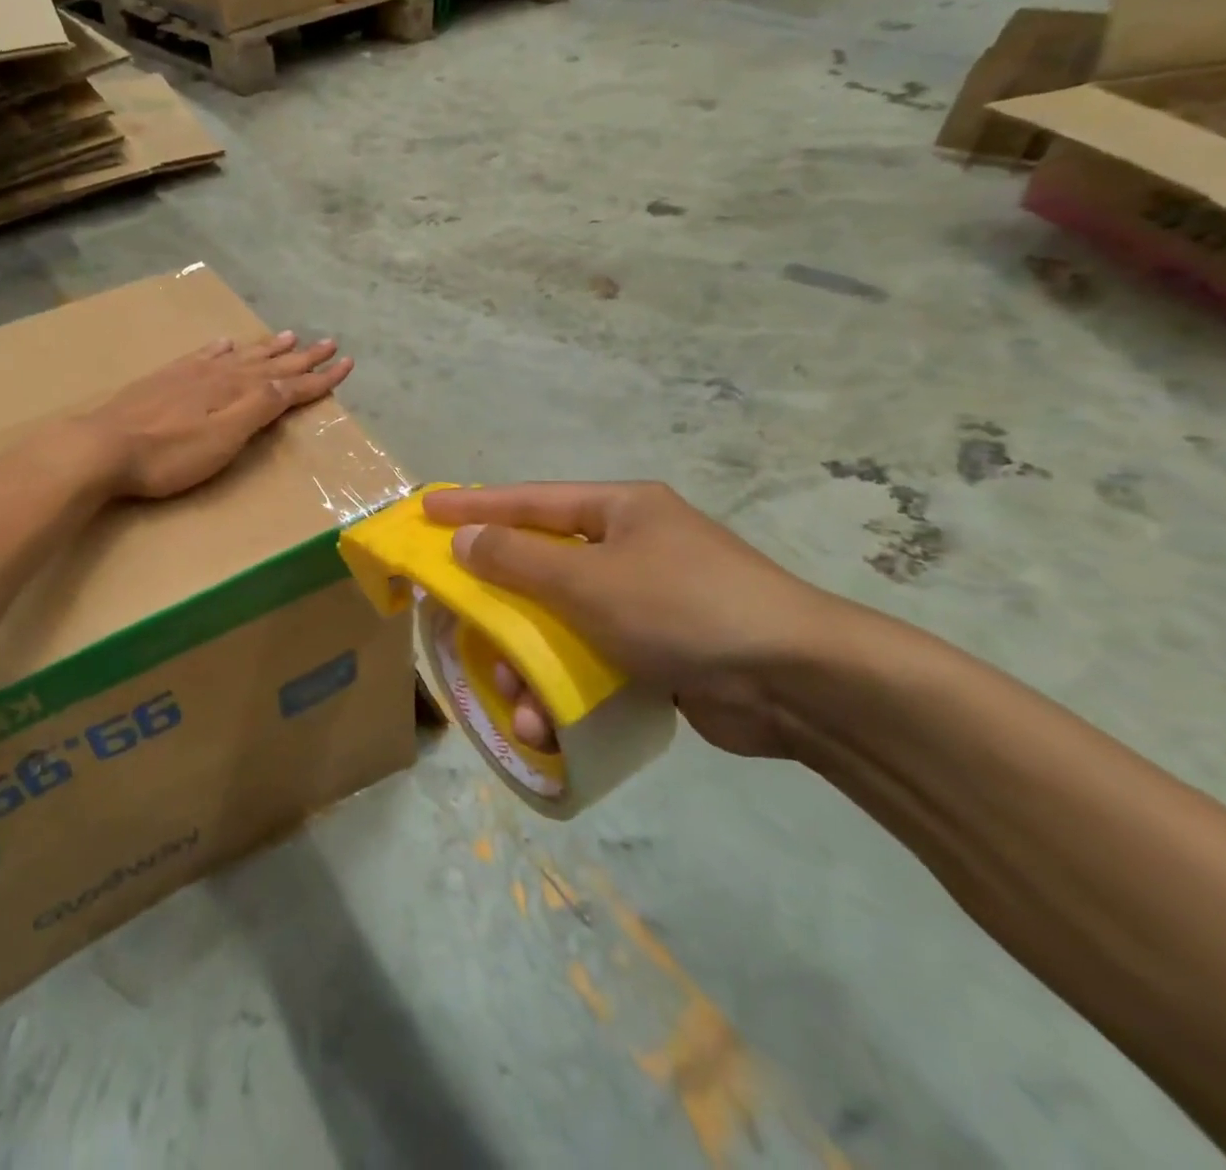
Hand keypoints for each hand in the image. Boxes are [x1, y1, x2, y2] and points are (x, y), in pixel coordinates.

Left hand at [81, 332, 352, 499]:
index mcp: (238, 392)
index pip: (289, 383)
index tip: (347, 363)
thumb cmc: (169, 454)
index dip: (319, 376)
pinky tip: (225, 343)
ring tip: (289, 335)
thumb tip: (291, 381)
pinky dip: (221, 349)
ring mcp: (190, 374)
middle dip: (301, 356)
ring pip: (240, 356)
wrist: (103, 446)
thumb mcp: (224, 438)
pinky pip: (204, 355)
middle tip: (328, 342)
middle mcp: (219, 375)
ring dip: (267, 348)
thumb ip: (259, 408)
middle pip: (269, 364)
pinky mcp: (166, 379)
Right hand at [421, 483, 849, 758]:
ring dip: (531, 664)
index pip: (529, 501)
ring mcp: (645, 601)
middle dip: (501, 608)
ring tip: (517, 701)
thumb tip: (463, 540)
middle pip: (541, 568)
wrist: (799, 684)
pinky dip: (566, 688)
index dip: (474, 507)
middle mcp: (629, 548)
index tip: (426, 512)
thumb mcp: (588, 579)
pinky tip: (550, 724)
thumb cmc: (682, 608)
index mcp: (619, 511)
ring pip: (561, 624)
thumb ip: (517, 559)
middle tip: (460, 627)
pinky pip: (592, 660)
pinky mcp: (658, 652)